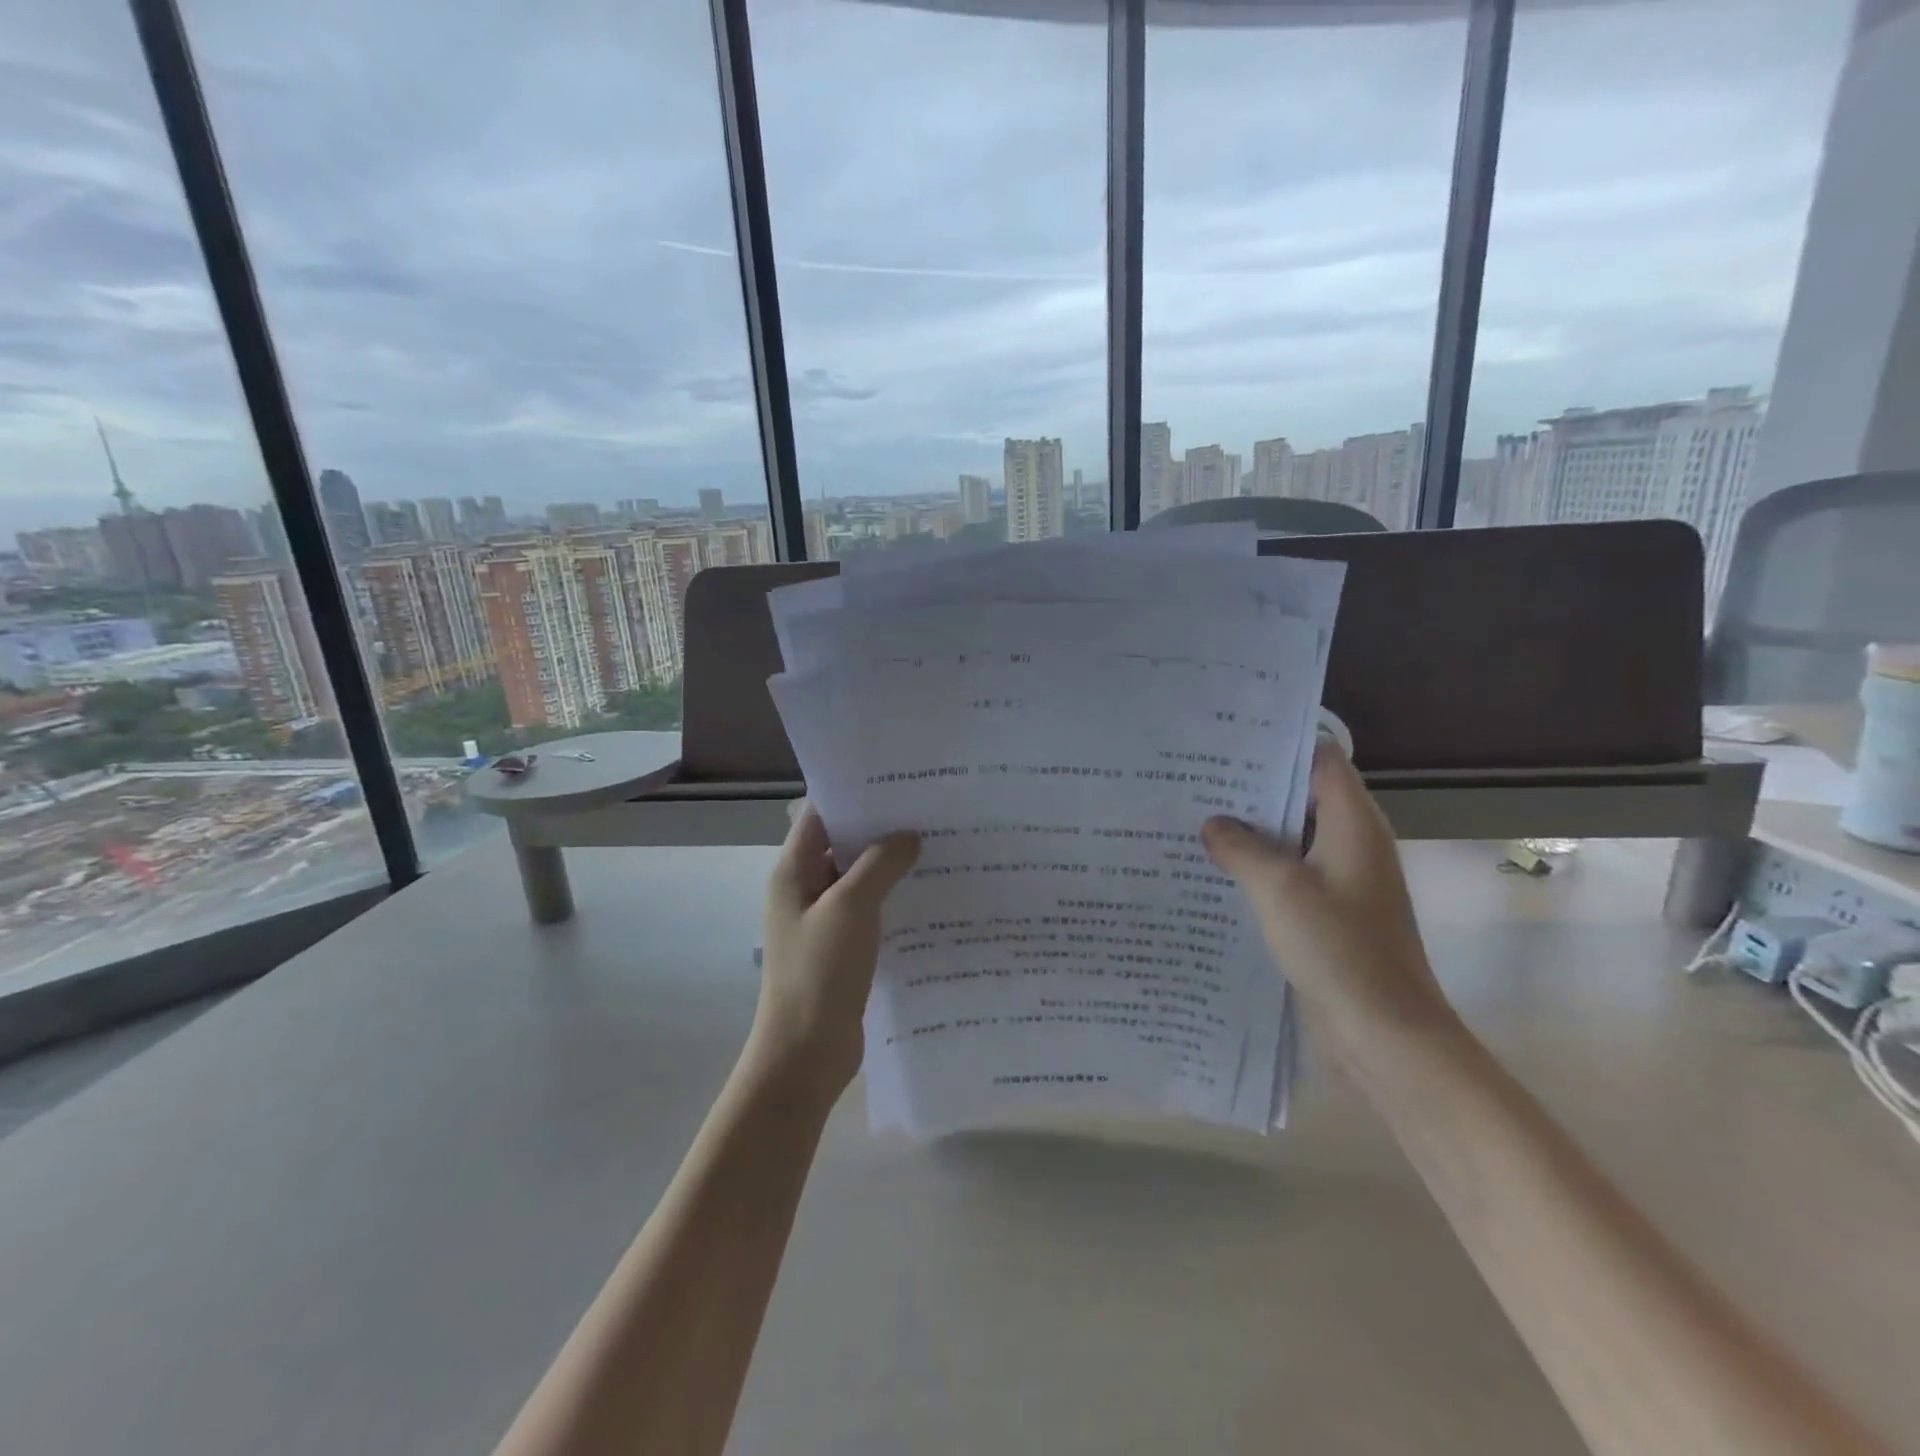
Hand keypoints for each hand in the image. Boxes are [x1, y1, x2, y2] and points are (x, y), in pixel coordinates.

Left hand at [750, 805, 919, 1100]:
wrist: (805, 1054)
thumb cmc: (819, 972)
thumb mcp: (851, 907)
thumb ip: (879, 864)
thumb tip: (908, 836)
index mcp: (794, 871)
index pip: (820, 815)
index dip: (854, 794)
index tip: (898, 780)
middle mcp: (805, 889)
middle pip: (843, 844)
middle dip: (881, 828)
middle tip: (930, 809)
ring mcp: (824, 920)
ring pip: (861, 879)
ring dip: (892, 865)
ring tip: (939, 845)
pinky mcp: (843, 947)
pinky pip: (871, 910)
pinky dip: (895, 898)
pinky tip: (932, 894)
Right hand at [1201, 741, 1456, 1064]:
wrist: (1386, 1036)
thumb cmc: (1339, 950)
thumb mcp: (1279, 889)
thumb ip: (1241, 848)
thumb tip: (1213, 824)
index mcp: (1353, 824)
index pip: (1321, 761)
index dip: (1279, 746)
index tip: (1228, 742)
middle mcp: (1352, 844)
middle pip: (1303, 798)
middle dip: (1253, 789)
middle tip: (1197, 778)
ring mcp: (1342, 883)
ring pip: (1292, 840)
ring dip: (1251, 832)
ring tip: (1195, 818)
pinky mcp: (1329, 916)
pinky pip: (1289, 877)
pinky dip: (1257, 868)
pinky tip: (1214, 872)